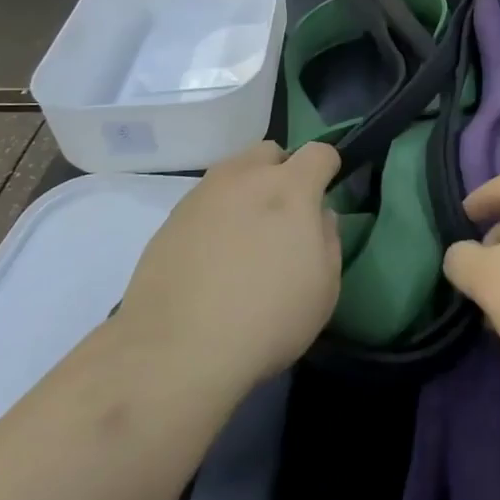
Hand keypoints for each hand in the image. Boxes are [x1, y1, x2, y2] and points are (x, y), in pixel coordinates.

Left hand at [119, 141, 341, 390]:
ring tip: (245, 236)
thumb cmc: (267, 319)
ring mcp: (202, 194)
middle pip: (270, 152)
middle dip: (282, 171)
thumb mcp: (324, 289)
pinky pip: (205, 202)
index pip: (318, 152)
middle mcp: (244, 177)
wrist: (177, 348)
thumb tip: (319, 216)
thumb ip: (328, 240)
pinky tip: (212, 256)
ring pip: (233, 172)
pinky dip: (215, 216)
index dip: (327, 169)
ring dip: (246, 191)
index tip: (325, 194)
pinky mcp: (171, 218)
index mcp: (289, 188)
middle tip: (283, 215)